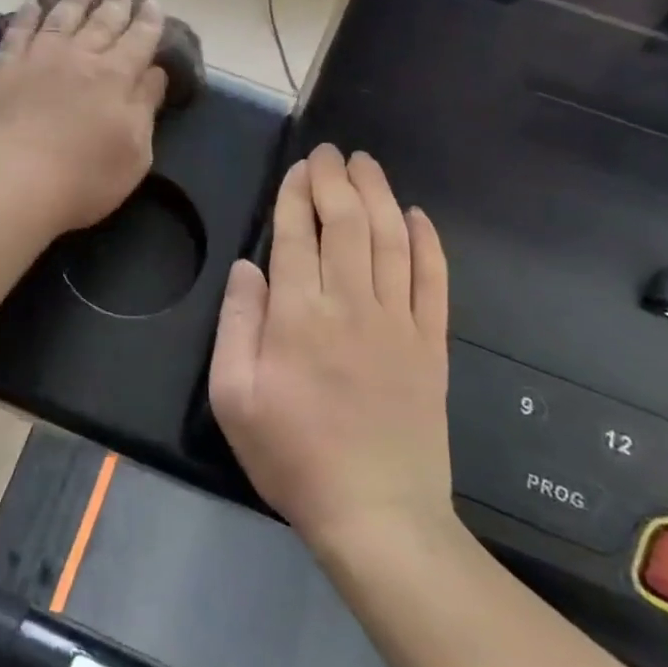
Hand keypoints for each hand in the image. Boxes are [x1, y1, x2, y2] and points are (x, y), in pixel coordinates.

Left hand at [0, 0, 168, 235]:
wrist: (13, 181)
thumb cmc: (84, 177)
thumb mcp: (135, 152)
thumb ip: (145, 107)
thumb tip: (154, 73)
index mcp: (116, 77)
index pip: (139, 40)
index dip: (148, 20)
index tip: (153, 2)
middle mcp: (80, 57)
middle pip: (102, 21)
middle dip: (116, 0)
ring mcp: (38, 58)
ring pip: (62, 17)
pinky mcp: (3, 69)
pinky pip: (18, 32)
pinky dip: (27, 14)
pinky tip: (32, 2)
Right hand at [208, 144, 460, 558]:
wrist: (376, 513)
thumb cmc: (292, 455)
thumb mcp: (233, 396)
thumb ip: (237, 323)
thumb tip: (248, 266)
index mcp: (298, 315)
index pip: (296, 235)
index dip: (296, 195)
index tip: (299, 168)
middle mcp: (351, 305)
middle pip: (346, 224)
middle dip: (336, 180)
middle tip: (331, 152)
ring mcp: (399, 323)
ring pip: (391, 240)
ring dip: (379, 196)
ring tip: (368, 165)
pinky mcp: (432, 345)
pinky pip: (434, 282)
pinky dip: (428, 244)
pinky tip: (419, 217)